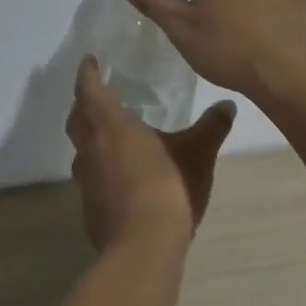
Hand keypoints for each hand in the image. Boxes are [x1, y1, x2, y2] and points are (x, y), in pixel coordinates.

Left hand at [65, 56, 236, 250]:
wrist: (145, 245)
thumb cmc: (169, 186)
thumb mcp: (199, 152)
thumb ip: (212, 126)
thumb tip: (228, 105)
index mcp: (111, 125)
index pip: (90, 89)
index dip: (88, 73)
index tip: (90, 61)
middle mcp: (91, 149)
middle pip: (77, 119)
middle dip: (83, 104)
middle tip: (97, 97)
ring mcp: (86, 181)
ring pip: (81, 151)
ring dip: (90, 139)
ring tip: (110, 137)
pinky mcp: (90, 208)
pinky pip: (91, 180)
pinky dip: (100, 171)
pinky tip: (119, 178)